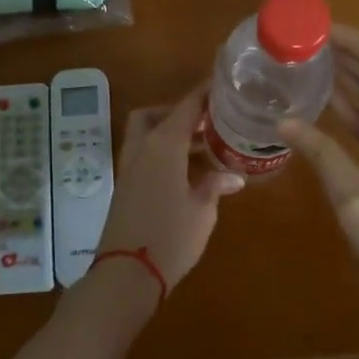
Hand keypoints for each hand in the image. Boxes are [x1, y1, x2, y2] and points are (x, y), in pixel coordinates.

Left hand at [91, 82, 243, 294]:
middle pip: (155, 115)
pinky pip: (145, 157)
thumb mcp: (202, 211)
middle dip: (179, 113)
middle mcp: (142, 149)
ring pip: (147, 136)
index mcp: (163, 145)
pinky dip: (164, 154)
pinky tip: (189, 172)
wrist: (126, 275)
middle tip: (208, 123)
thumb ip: (215, 186)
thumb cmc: (170, 237)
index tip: (222, 84)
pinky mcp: (125, 187)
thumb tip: (232, 176)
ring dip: (172, 135)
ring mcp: (129, 168)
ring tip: (207, 148)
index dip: (204, 93)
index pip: (186, 106)